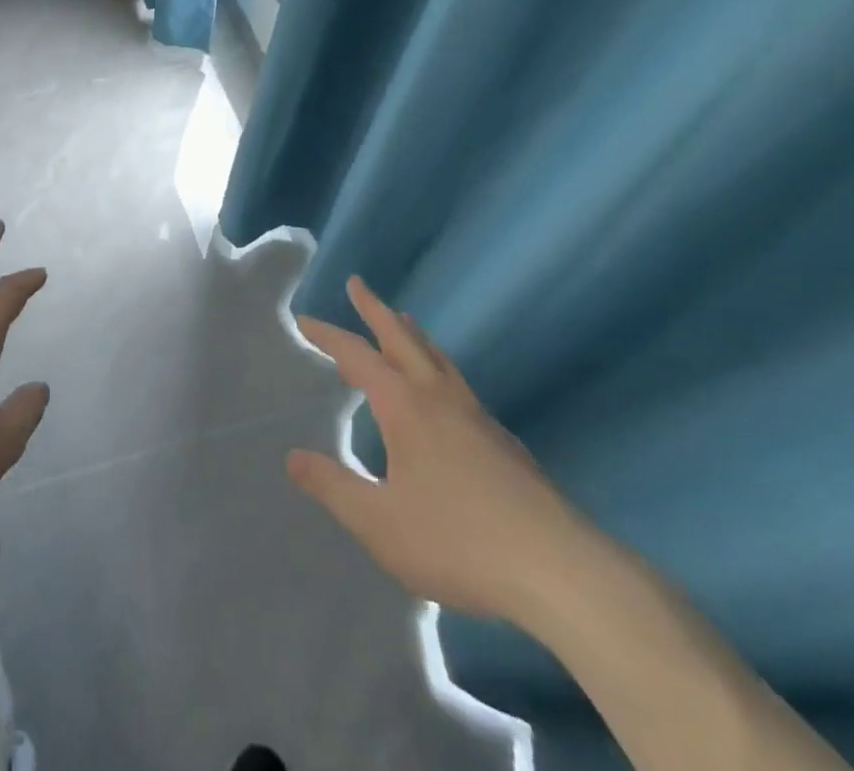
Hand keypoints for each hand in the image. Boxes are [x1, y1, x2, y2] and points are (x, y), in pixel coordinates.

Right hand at [288, 277, 591, 627]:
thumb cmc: (458, 540)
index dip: (328, 335)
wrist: (560, 570)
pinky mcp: (502, 441)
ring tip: (401, 320)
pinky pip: (457, 382)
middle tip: (357, 284)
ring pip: (437, 357)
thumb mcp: (380, 522)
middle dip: (375, 309)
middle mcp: (440, 396)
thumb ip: (333, 486)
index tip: (305, 319)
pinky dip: (436, 365)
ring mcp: (476, 415)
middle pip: (403, 337)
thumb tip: (293, 457)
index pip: (357, 355)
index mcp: (405, 405)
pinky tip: (440, 392)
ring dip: (411, 333)